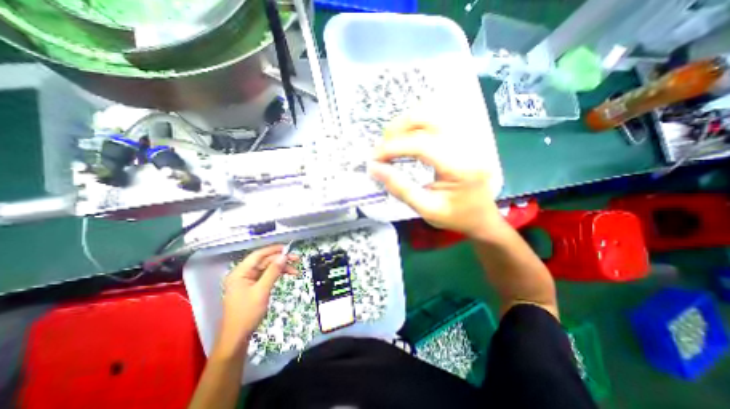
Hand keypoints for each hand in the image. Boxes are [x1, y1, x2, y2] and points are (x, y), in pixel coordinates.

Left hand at [216, 244, 299, 353]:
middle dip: (280, 260)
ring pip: (267, 268)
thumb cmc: (247, 313)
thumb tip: (283, 256)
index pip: (258, 255)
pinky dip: (276, 275)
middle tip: (296, 259)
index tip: (288, 248)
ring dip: (281, 268)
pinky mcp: (252, 287)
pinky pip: (266, 276)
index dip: (273, 250)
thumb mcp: (262, 291)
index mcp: (240, 272)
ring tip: (295, 271)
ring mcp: (247, 281)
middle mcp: (243, 274)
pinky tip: (286, 275)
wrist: (237, 337)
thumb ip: (273, 271)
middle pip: (264, 261)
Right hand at [372, 116, 508, 239]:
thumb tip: (374, 168)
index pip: (422, 145)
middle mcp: (468, 145)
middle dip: (398, 128)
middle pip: (429, 118)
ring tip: (392, 141)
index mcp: (460, 167)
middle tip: (382, 148)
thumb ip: (399, 188)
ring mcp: (469, 137)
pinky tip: (408, 136)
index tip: (374, 158)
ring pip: (433, 113)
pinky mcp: (466, 136)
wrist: (482, 217)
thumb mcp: (426, 209)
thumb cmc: (456, 217)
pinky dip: (418, 123)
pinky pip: (438, 118)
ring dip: (407, 123)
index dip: (393, 148)